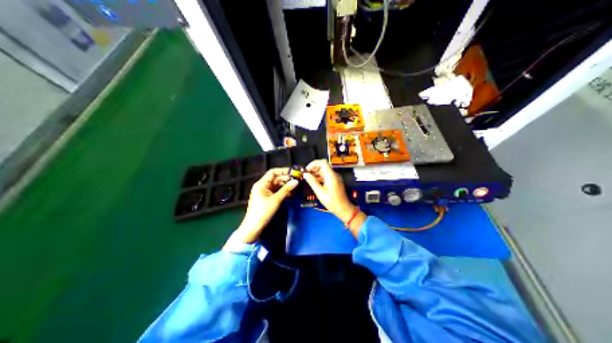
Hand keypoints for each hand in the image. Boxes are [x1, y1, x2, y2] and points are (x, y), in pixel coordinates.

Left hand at [230, 167, 298, 244]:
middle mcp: (262, 186)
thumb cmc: (263, 212)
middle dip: (286, 179)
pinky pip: (276, 192)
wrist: (254, 227)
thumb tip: (296, 181)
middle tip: (298, 180)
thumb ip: (286, 190)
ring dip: (286, 185)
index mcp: (261, 184)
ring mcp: (264, 192)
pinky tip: (291, 193)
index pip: (273, 172)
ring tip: (296, 186)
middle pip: (275, 178)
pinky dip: (283, 192)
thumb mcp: (276, 200)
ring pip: (277, 185)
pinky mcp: (267, 198)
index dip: (283, 171)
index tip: (294, 172)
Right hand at [302, 160, 355, 222]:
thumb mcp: (320, 192)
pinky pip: (327, 176)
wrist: (343, 209)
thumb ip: (312, 182)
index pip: (322, 163)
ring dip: (316, 173)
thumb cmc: (332, 201)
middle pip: (323, 166)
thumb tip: (305, 174)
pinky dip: (320, 177)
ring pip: (324, 171)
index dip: (313, 164)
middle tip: (306, 174)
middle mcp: (334, 175)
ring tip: (308, 178)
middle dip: (314, 168)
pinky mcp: (335, 182)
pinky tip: (314, 182)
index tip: (306, 169)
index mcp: (331, 176)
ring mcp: (335, 178)